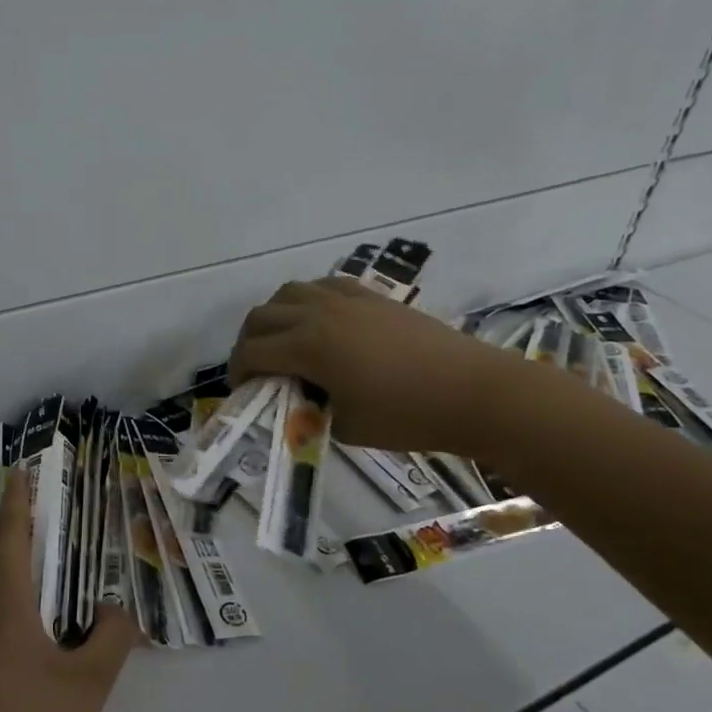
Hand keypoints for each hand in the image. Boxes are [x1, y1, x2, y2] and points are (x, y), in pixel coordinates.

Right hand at [228, 278, 532, 456]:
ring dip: (276, 315)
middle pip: (262, 315)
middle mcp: (319, 313)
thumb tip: (300, 398)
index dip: (237, 372)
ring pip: (290, 292)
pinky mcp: (372, 296)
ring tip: (284, 341)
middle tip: (256, 368)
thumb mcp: (345, 426)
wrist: (474, 392)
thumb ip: (310, 408)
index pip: (252, 352)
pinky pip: (325, 286)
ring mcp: (347, 299)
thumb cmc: (407, 417)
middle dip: (249, 342)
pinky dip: (309, 300)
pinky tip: (320, 321)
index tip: (240, 390)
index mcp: (308, 347)